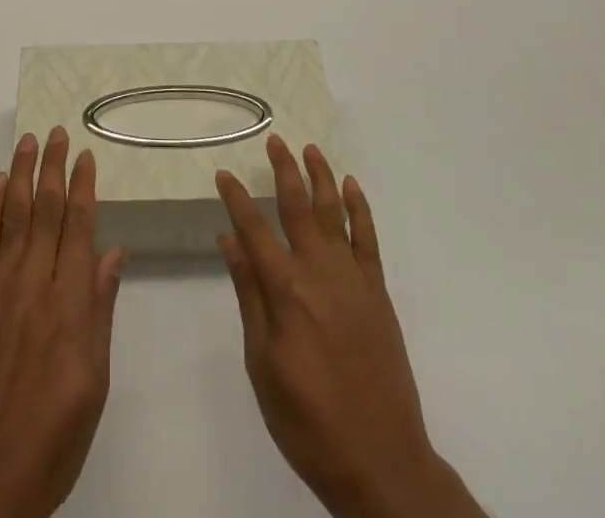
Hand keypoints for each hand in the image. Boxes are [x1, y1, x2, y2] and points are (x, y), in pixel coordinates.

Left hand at [0, 127, 125, 517]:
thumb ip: (100, 313)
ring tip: (28, 141)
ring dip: (23, 176)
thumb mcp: (93, 386)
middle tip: (58, 132)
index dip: (84, 188)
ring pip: (14, 217)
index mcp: (70, 307)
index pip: (79, 230)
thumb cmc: (50, 442)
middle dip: (54, 168)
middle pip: (47, 213)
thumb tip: (113, 254)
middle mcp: (34, 286)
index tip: (87, 155)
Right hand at [217, 137, 485, 517]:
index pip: (254, 230)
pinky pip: (368, 239)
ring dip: (321, 177)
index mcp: (286, 291)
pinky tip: (351, 187)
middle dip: (283, 170)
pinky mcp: (378, 292)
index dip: (236, 200)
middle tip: (274, 140)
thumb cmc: (309, 421)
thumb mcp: (263, 365)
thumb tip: (230, 242)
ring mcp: (353, 279)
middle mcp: (319, 272)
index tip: (224, 173)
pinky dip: (360, 209)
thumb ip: (250, 297)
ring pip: (334, 213)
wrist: (381, 464)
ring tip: (310, 149)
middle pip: (297, 207)